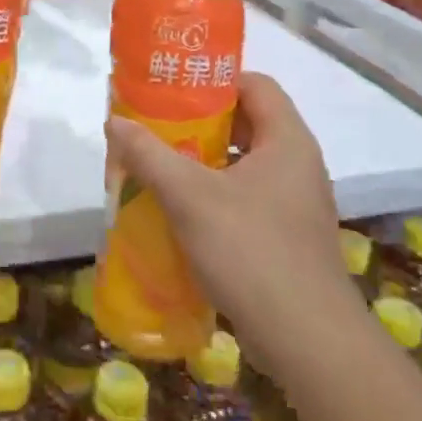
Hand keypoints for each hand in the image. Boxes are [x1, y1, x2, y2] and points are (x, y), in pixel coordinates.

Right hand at [104, 72, 356, 359]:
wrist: (307, 340)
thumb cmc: (251, 251)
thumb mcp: (190, 196)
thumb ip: (149, 154)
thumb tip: (114, 121)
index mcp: (287, 141)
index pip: (256, 85)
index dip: (215, 80)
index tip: (173, 89)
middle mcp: (297, 166)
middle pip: (247, 124)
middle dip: (199, 123)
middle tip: (156, 127)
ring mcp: (295, 205)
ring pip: (243, 165)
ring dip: (202, 163)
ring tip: (158, 167)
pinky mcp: (287, 238)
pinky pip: (246, 200)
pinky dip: (213, 197)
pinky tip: (179, 213)